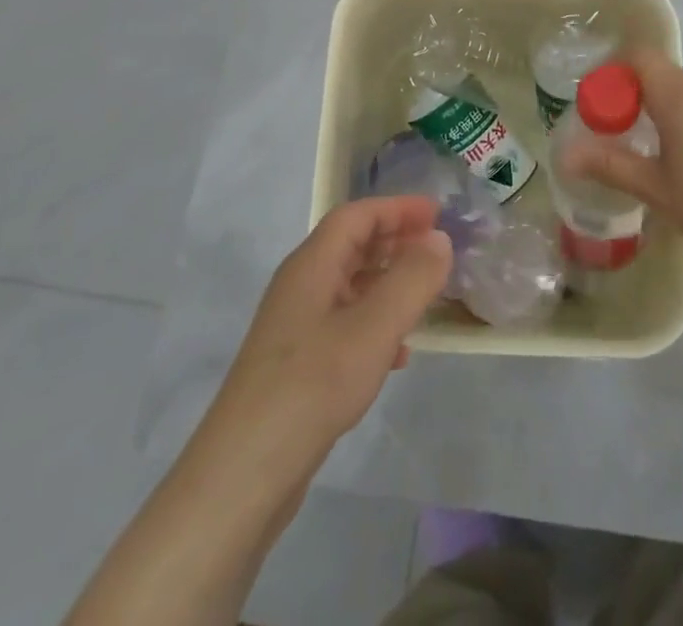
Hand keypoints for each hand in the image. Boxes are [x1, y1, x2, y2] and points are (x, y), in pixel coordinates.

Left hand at [209, 196, 453, 464]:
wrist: (244, 473)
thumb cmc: (312, 385)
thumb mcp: (373, 328)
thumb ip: (411, 279)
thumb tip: (439, 239)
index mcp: (312, 265)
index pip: (357, 216)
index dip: (397, 208)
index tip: (437, 213)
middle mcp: (301, 286)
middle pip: (351, 245)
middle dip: (395, 240)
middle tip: (437, 249)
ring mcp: (296, 327)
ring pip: (350, 286)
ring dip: (388, 282)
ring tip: (425, 296)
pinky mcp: (298, 365)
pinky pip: (345, 324)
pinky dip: (375, 323)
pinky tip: (398, 355)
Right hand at [558, 50, 682, 275]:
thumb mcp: (655, 189)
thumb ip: (609, 165)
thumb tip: (565, 154)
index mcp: (678, 95)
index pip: (639, 55)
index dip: (614, 71)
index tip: (603, 105)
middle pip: (663, 74)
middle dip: (638, 97)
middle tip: (626, 136)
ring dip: (669, 110)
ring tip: (664, 154)